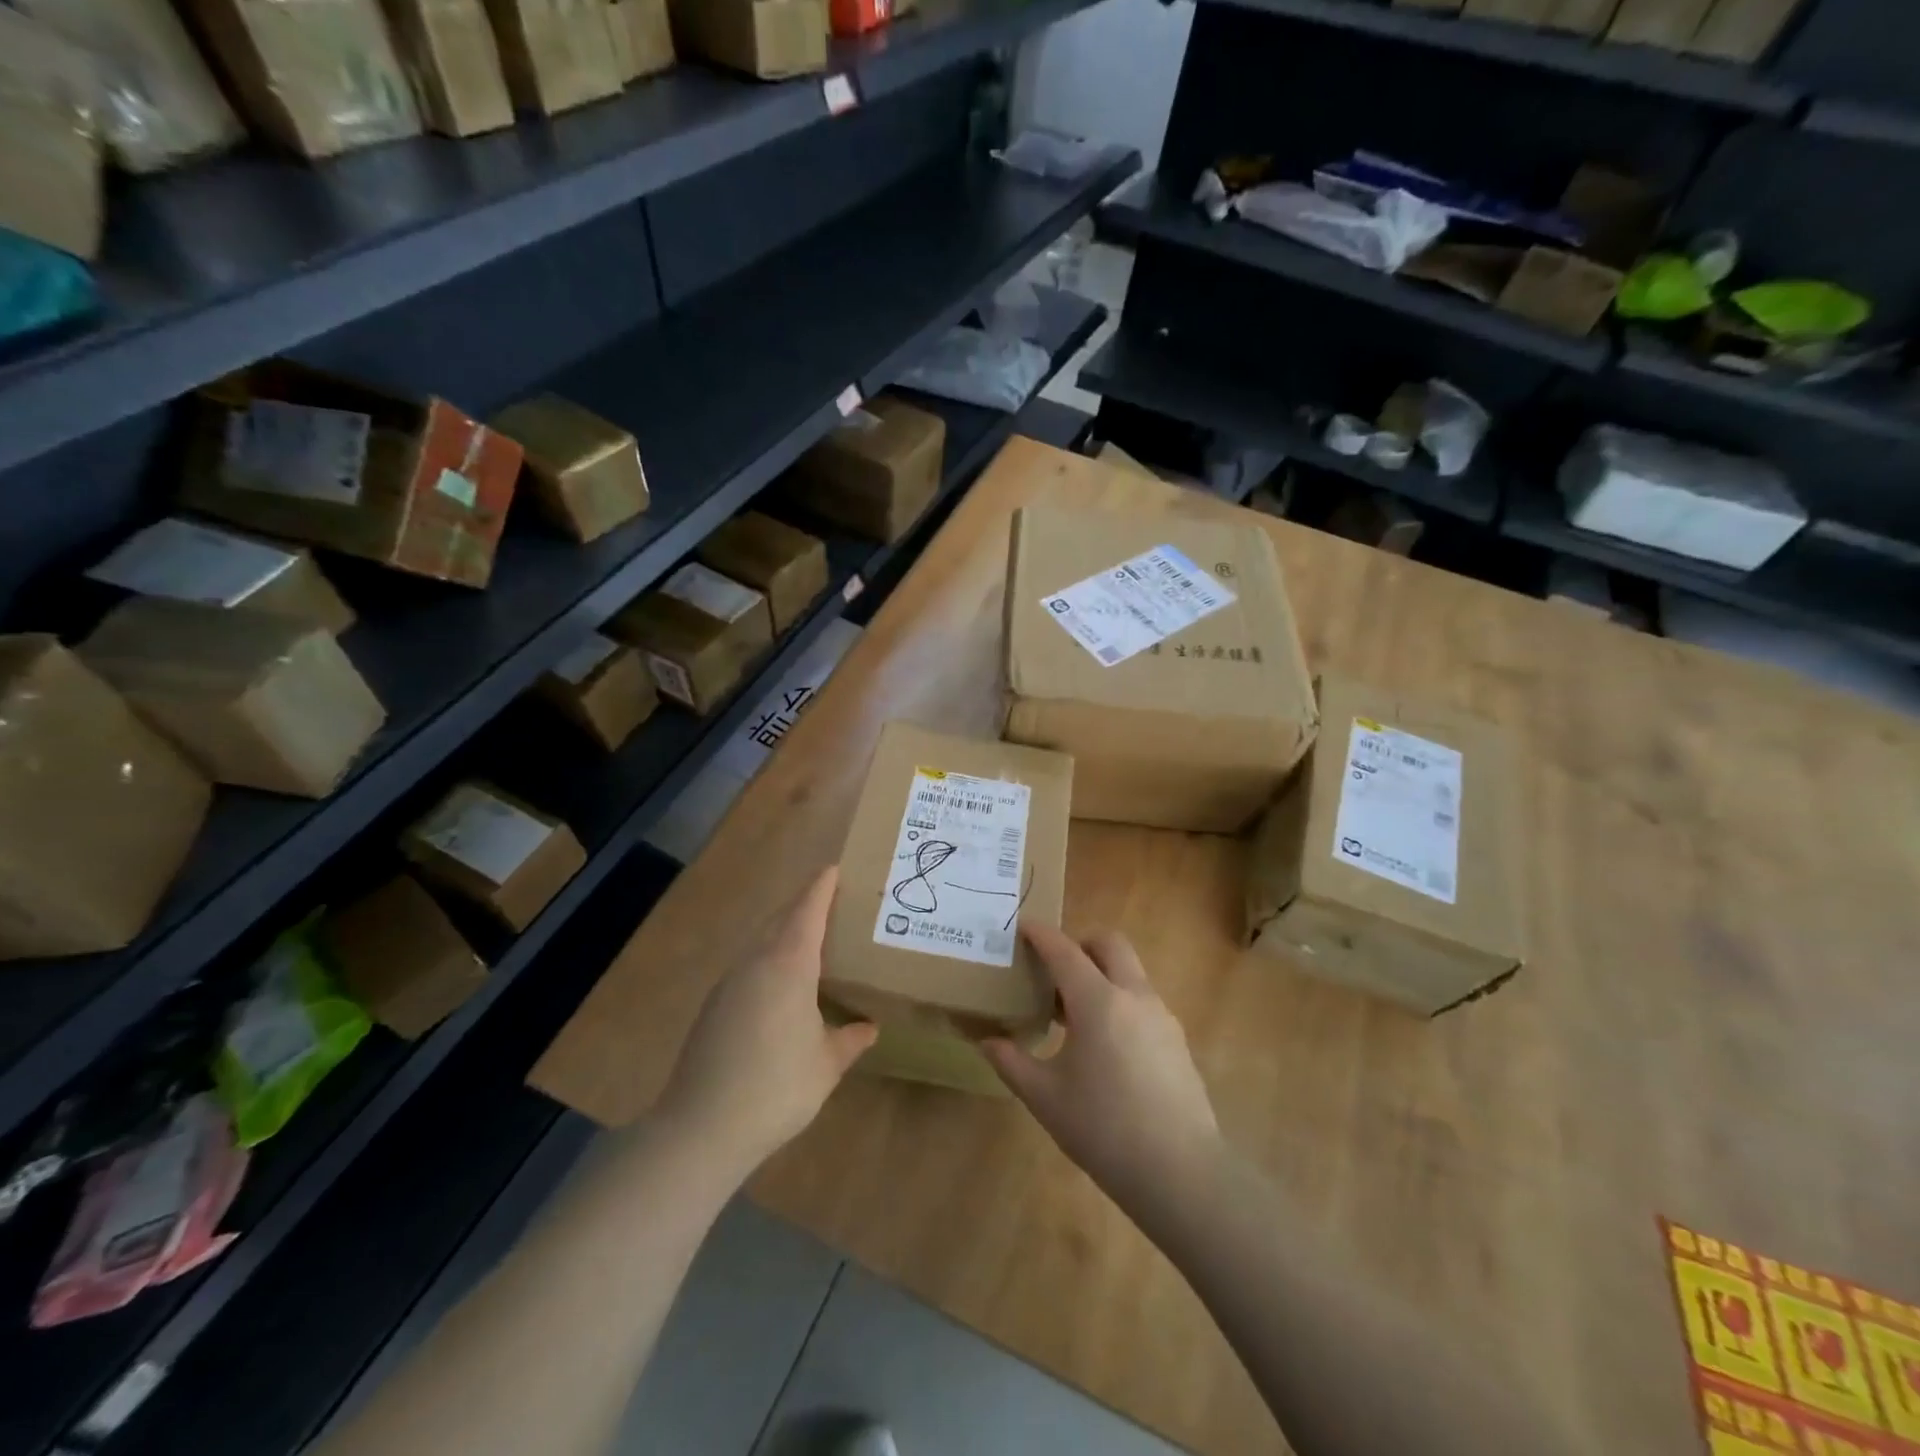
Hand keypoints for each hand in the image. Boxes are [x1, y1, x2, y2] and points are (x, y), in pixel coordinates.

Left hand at [657, 866, 876, 1175]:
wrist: (701, 1127)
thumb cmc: (776, 1088)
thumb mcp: (826, 1065)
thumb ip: (849, 1040)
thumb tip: (868, 1027)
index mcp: (789, 965)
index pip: (808, 911)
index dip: (822, 887)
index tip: (834, 869)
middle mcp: (756, 963)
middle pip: (781, 919)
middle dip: (804, 905)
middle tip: (832, 903)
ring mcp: (729, 983)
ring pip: (761, 942)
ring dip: (784, 932)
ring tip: (811, 942)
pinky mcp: (713, 1006)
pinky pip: (748, 966)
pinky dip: (769, 959)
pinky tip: (780, 987)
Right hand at [983, 924, 1219, 1210]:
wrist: (1181, 1173)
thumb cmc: (1104, 1130)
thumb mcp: (1045, 1098)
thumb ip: (1012, 1062)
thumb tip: (987, 1041)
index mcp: (1098, 1001)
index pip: (1065, 951)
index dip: (1042, 934)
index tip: (1023, 926)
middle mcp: (1133, 995)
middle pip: (1109, 944)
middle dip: (1080, 943)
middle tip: (1054, 969)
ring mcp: (1161, 1015)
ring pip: (1129, 971)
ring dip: (1101, 973)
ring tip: (1073, 1013)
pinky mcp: (1176, 1039)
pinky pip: (1142, 999)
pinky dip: (1119, 999)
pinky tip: (1104, 1043)